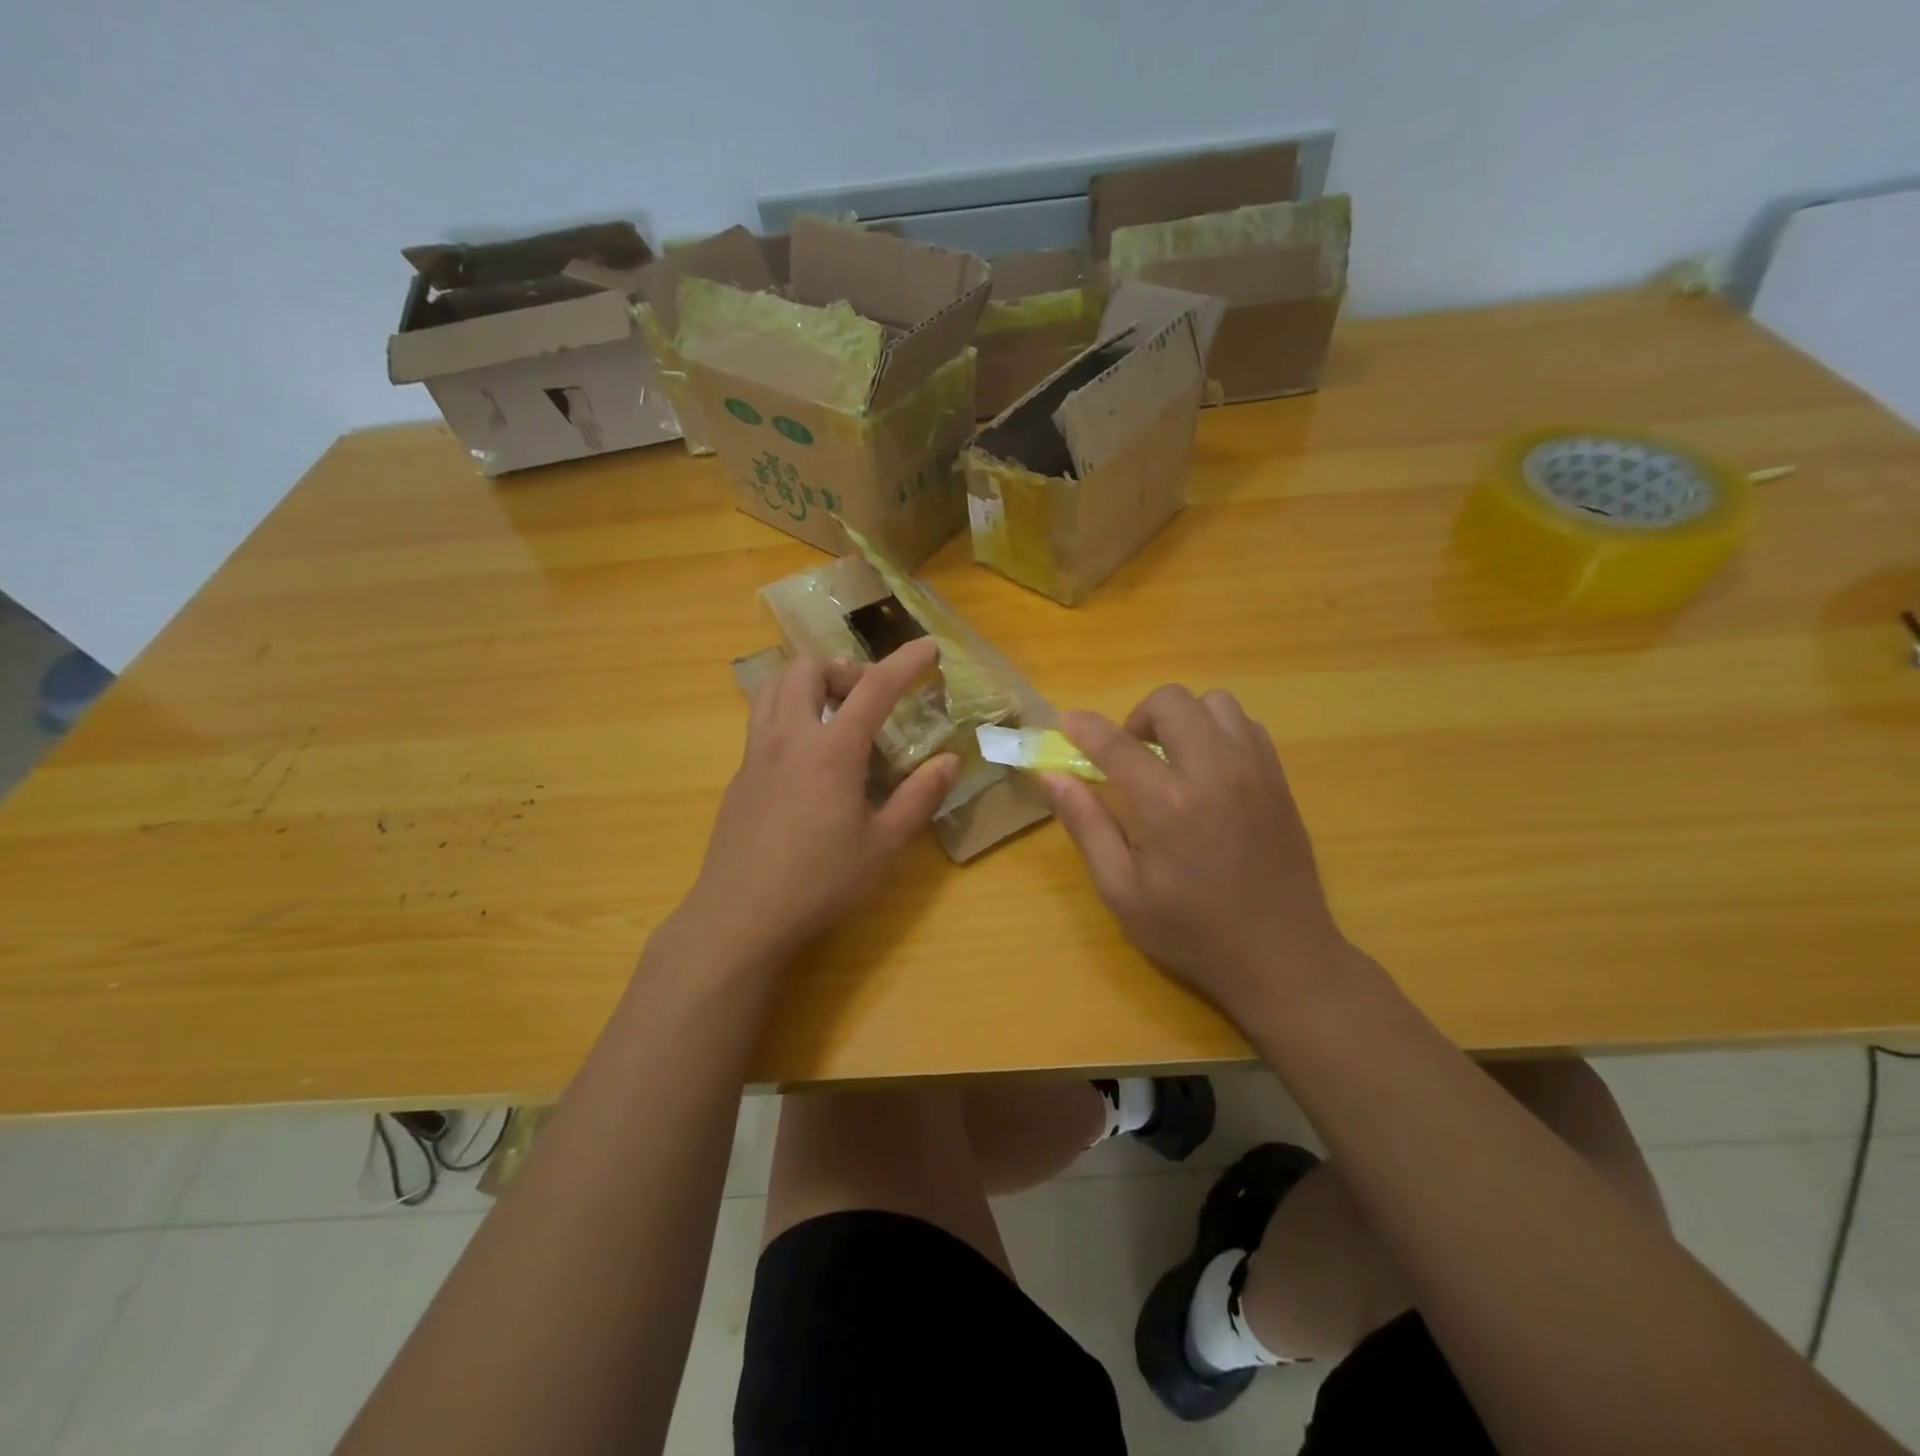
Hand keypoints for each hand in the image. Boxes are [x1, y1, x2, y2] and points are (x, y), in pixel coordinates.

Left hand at [682, 637, 957, 965]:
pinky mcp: (739, 776)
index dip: (905, 663)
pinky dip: (789, 713)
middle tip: (867, 696)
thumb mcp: (883, 845)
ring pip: (774, 687)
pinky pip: (762, 720)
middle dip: (843, 668)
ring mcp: (756, 754)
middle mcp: (789, 738)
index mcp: (831, 751)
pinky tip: (805, 756)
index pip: (874, 688)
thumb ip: (918, 798)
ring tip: (834, 712)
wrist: (740, 915)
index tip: (928, 646)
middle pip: (807, 670)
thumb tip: (949, 761)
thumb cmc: (820, 882)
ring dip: (807, 682)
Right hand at [1042, 686, 1346, 1025]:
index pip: (1116, 743)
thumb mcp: (1122, 891)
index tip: (1066, 724)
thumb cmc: (1192, 931)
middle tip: (1130, 756)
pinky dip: (1218, 732)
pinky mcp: (1279, 779)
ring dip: (1183, 719)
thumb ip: (1086, 825)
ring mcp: (1255, 771)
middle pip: (1172, 701)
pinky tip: (1208, 770)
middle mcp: (1215, 773)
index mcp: (1169, 805)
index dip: (1084, 727)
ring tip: (1172, 760)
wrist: (1282, 957)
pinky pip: (1246, 725)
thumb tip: (1052, 775)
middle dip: (1138, 717)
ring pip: (1215, 703)